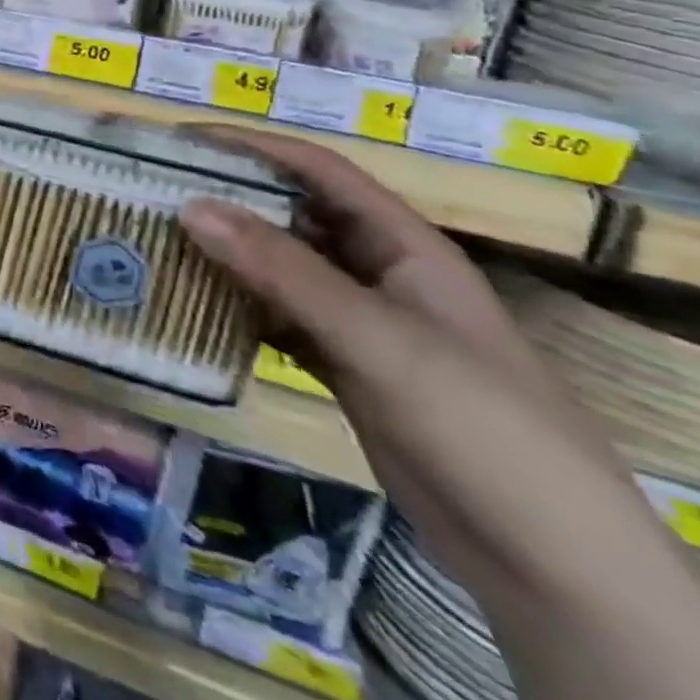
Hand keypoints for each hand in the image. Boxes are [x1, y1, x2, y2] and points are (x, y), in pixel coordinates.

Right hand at [178, 130, 699, 699]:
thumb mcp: (378, 338)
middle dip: (227, 199)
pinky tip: (189, 304)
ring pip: (278, 269)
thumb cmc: (479, 423)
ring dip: (224, 255)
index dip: (255, 147)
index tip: (183, 138)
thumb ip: (283, 271)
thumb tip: (190, 206)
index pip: (320, 172)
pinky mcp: (341, 366)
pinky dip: (234, 307)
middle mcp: (377, 273)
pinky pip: (275, 318)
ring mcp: (358, 323)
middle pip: (292, 217)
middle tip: (151, 190)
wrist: (548, 561)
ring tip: (154, 240)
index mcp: (404, 246)